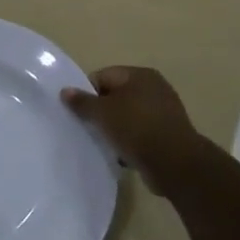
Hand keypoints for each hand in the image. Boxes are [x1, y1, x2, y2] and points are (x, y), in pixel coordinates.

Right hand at [62, 66, 224, 192]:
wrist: (175, 164)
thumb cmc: (136, 128)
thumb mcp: (103, 113)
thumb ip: (82, 102)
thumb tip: (65, 91)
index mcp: (139, 75)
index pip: (103, 77)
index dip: (87, 93)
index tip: (79, 112)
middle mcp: (154, 88)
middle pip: (115, 96)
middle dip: (100, 112)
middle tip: (88, 127)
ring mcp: (163, 111)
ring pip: (127, 116)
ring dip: (114, 128)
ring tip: (103, 142)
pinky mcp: (167, 134)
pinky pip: (140, 133)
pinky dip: (129, 141)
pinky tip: (120, 154)